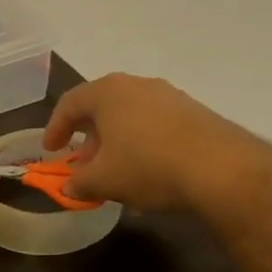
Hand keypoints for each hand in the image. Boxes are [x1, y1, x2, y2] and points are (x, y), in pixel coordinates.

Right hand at [42, 73, 270, 211]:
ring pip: (131, 117)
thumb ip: (79, 183)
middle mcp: (138, 85)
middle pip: (102, 108)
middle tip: (83, 163)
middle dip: (89, 138)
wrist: (220, 169)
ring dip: (117, 142)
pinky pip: (156, 126)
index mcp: (108, 92)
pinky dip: (143, 145)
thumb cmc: (147, 166)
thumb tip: (70, 187)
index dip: (55, 128)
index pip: (70, 103)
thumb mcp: (103, 181)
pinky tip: (148, 173)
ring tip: (116, 171)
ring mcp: (170, 96)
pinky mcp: (195, 113)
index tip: (51, 151)